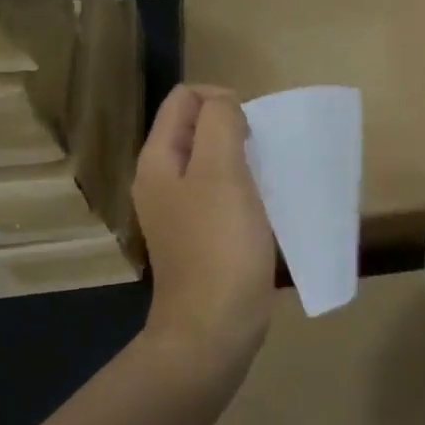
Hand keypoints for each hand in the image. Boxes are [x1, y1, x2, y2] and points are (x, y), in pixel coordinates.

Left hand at [133, 85, 275, 369]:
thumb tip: (225, 104)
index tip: (251, 130)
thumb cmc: (219, 245)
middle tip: (262, 154)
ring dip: (242, 157)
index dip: (221, 99)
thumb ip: (220, 124)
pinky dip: (244, 186)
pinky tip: (263, 204)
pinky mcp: (202, 234)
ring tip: (267, 176)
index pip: (184, 98)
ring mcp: (181, 209)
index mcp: (158, 159)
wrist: (214, 327)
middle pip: (197, 126)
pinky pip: (222, 190)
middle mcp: (162, 179)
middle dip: (233, 126)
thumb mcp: (221, 172)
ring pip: (212, 158)